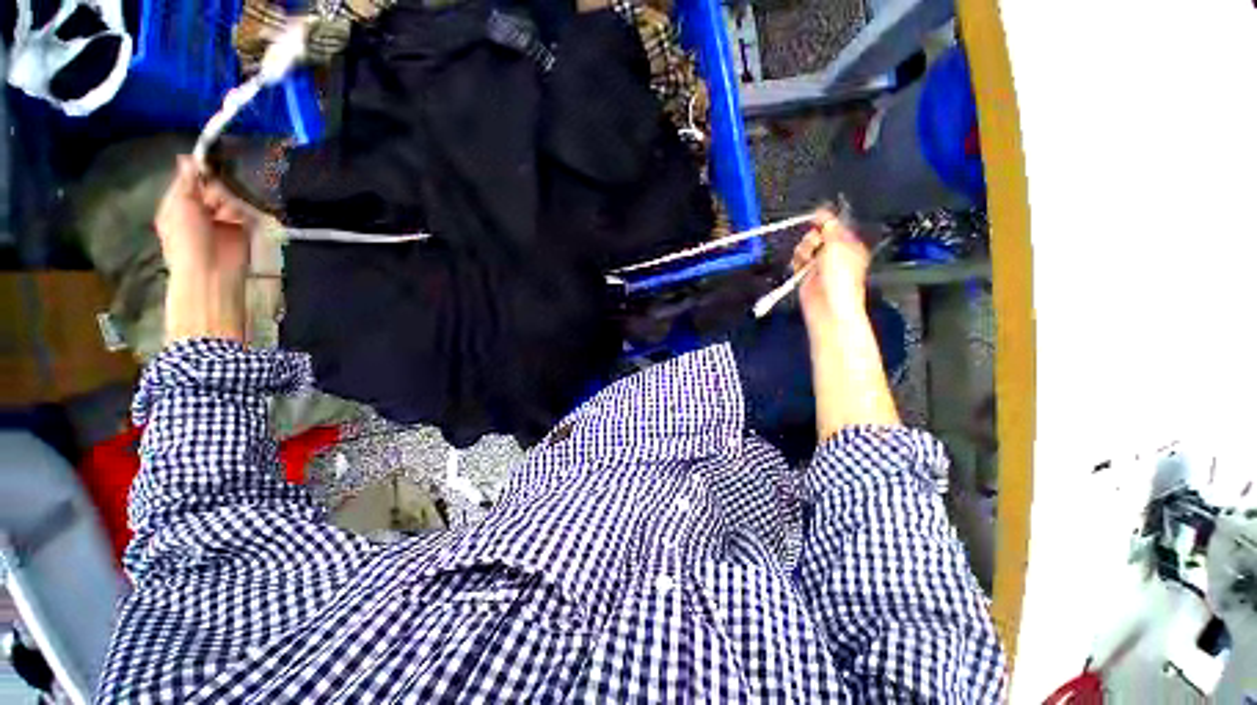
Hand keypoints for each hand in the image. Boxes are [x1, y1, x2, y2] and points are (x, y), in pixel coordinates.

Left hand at [155, 157, 256, 343]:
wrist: (211, 269)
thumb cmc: (186, 239)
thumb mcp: (179, 205)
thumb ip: (186, 181)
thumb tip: (188, 157)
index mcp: (180, 202)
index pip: (191, 178)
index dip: (198, 171)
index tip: (206, 164)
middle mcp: (200, 208)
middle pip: (213, 185)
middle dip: (216, 189)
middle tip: (214, 199)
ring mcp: (222, 218)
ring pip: (230, 196)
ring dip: (228, 202)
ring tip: (225, 215)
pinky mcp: (242, 226)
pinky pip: (245, 209)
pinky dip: (241, 212)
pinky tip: (237, 220)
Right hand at [790, 208, 869, 333]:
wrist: (828, 306)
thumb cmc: (840, 278)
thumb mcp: (838, 246)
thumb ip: (829, 228)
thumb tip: (824, 213)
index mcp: (849, 244)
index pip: (835, 225)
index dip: (825, 220)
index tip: (815, 216)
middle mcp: (834, 253)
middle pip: (817, 235)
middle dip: (812, 238)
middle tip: (815, 244)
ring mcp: (819, 264)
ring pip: (805, 247)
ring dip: (803, 250)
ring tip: (807, 259)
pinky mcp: (806, 274)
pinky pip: (797, 261)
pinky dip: (796, 261)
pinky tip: (800, 266)